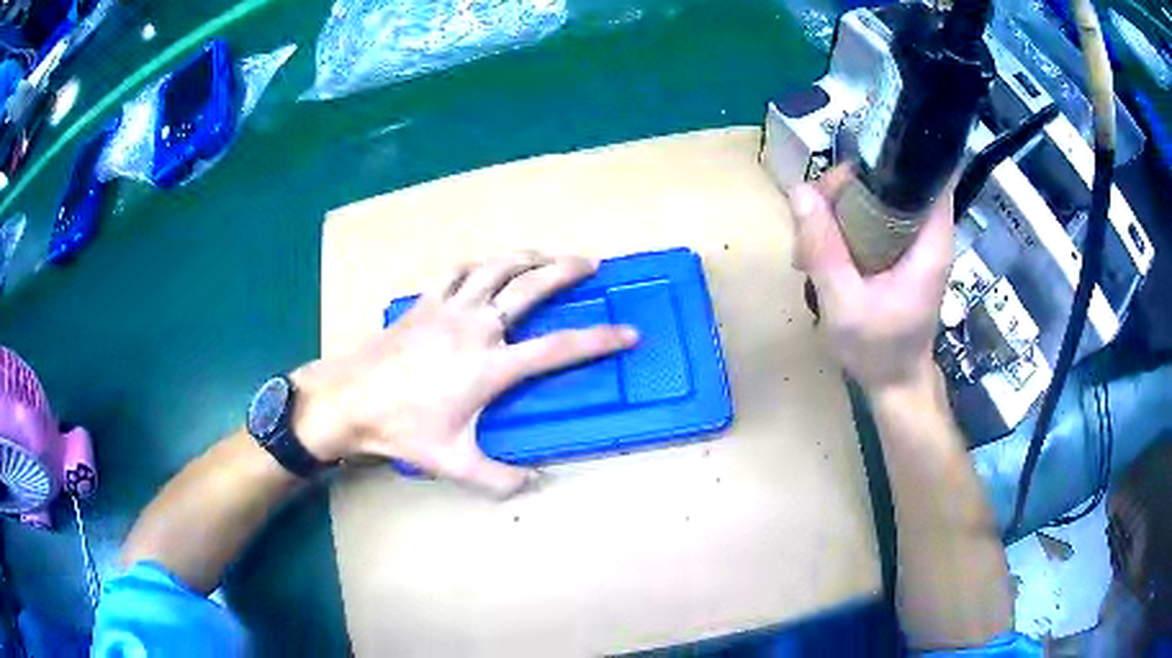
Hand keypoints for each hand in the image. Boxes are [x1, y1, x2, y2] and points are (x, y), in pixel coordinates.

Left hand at [291, 252, 638, 495]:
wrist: (350, 399)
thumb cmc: (402, 429)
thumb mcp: (453, 463)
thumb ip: (498, 478)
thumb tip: (531, 483)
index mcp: (491, 366)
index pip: (558, 348)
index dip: (599, 340)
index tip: (628, 333)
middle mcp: (477, 327)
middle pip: (531, 287)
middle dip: (567, 271)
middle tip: (590, 264)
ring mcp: (449, 308)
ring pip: (496, 267)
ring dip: (526, 257)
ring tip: (545, 255)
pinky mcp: (425, 302)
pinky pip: (457, 270)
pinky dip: (478, 263)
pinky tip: (484, 267)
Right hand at [787, 166, 952, 391]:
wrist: (895, 384)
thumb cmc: (879, 351)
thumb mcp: (845, 306)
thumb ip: (825, 250)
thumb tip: (799, 191)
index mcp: (929, 243)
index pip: (929, 173)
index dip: (893, 156)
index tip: (851, 168)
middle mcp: (925, 233)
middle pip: (889, 178)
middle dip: (848, 186)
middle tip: (813, 215)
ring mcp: (911, 241)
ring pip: (874, 195)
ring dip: (839, 206)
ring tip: (810, 242)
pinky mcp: (897, 250)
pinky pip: (869, 217)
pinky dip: (843, 223)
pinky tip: (821, 250)